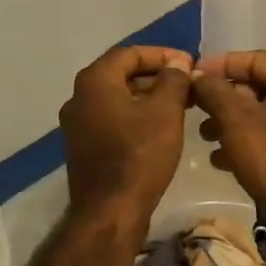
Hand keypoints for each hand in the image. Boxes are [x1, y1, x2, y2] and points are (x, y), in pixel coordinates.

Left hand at [58, 45, 192, 229]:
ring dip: (147, 96)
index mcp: (94, 80)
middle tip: (186, 83)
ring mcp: (77, 124)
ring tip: (180, 105)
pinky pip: (111, 118)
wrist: (110, 213)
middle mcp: (79, 96)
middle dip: (156, 76)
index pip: (130, 53)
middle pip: (121, 74)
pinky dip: (135, 115)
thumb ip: (173, 79)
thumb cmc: (139, 155)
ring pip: (117, 98)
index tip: (188, 63)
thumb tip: (177, 63)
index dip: (162, 55)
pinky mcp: (83, 146)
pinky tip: (160, 128)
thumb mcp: (165, 112)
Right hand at [189, 51, 265, 203]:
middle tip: (196, 106)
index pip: (254, 59)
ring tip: (205, 136)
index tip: (195, 73)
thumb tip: (196, 74)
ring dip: (229, 121)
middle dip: (223, 98)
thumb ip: (213, 90)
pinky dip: (245, 141)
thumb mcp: (234, 118)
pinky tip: (220, 159)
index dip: (221, 64)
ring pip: (260, 115)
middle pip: (257, 87)